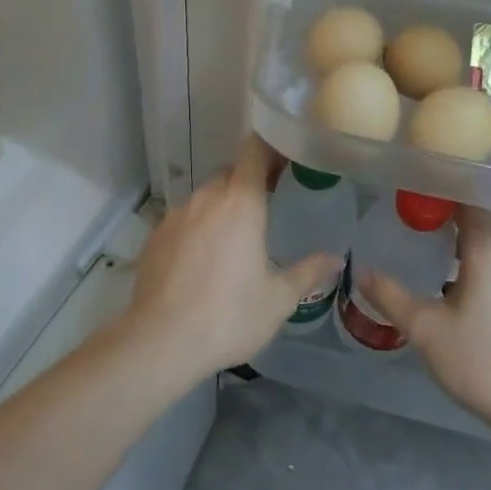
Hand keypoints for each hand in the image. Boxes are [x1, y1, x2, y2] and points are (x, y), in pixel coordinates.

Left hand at [118, 135, 340, 386]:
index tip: (286, 158)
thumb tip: (336, 260)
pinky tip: (203, 259)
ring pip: (205, 196)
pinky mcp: (155, 235)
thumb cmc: (228, 316)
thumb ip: (308, 273)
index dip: (270, 147)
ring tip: (235, 236)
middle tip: (269, 201)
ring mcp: (176, 214)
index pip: (254, 150)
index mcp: (240, 201)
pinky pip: (183, 219)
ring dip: (222, 206)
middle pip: (230, 173)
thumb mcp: (278, 299)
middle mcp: (206, 197)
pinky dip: (197, 227)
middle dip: (249, 181)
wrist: (160, 341)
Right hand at [361, 208, 490, 445]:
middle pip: (476, 214)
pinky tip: (452, 280)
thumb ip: (391, 296)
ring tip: (423, 245)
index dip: (435, 187)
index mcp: (489, 244)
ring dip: (458, 238)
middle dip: (442, 212)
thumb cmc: (485, 362)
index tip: (405, 189)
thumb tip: (361, 271)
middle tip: (405, 217)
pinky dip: (474, 257)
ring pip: (488, 239)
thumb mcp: (427, 330)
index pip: (464, 194)